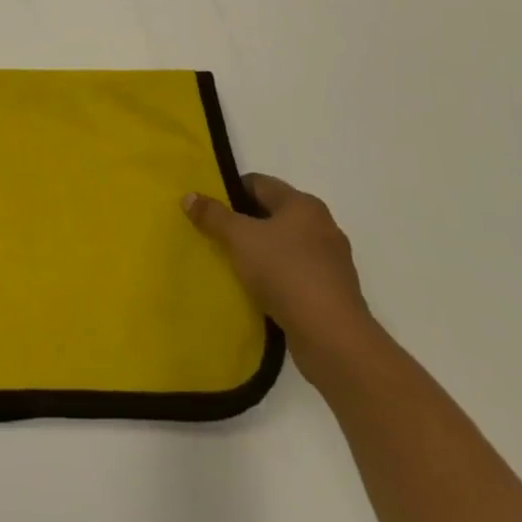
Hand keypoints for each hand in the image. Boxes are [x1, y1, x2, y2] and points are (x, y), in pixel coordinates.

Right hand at [183, 173, 373, 364]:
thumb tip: (189, 196)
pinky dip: (274, 274)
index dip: (229, 191)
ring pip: (283, 244)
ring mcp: (330, 260)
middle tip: (213, 234)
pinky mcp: (332, 290)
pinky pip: (294, 271)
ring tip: (231, 263)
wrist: (332, 337)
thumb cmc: (285, 272)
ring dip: (259, 250)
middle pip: (271, 213)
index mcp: (303, 205)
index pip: (258, 183)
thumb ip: (212, 215)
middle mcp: (321, 225)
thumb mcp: (239, 238)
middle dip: (242, 222)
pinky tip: (256, 288)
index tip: (207, 208)